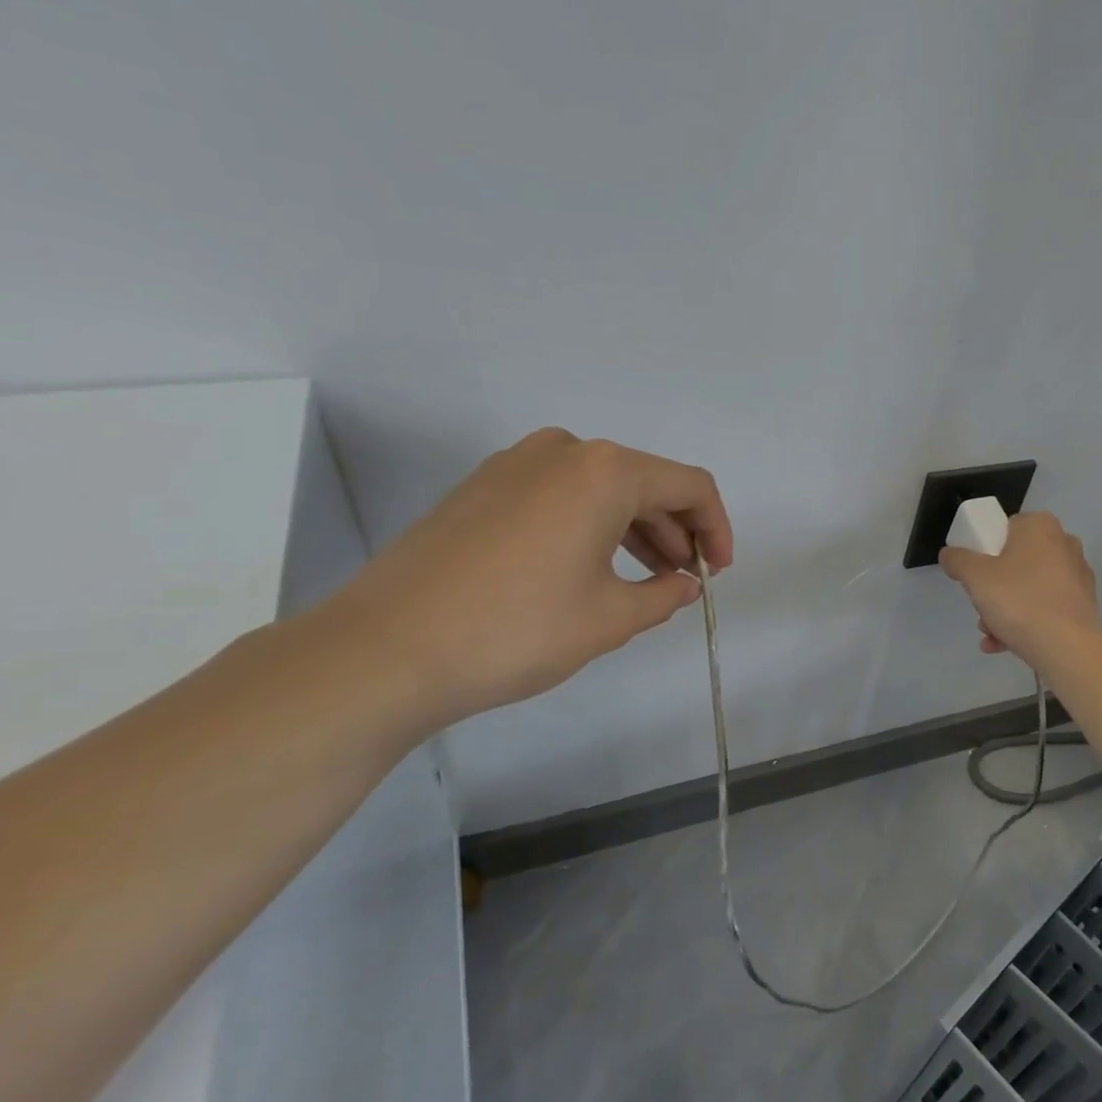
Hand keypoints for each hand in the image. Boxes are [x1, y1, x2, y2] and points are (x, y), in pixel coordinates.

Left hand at [326, 429, 732, 731]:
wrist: (385, 650)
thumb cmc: (518, 629)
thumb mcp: (610, 618)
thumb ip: (664, 595)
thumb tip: (685, 585)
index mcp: (605, 471)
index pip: (689, 486)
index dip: (716, 528)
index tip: (717, 573)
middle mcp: (563, 452)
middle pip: (644, 481)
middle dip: (675, 530)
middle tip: (683, 580)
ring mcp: (514, 465)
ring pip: (600, 489)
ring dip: (634, 529)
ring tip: (643, 580)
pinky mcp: (481, 488)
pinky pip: (559, 496)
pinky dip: (590, 526)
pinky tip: (590, 569)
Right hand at [938, 512, 1101, 670]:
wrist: (1067, 647)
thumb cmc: (1018, 600)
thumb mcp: (974, 576)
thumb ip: (957, 559)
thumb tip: (950, 554)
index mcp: (1040, 526)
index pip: (1004, 529)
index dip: (984, 551)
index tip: (974, 576)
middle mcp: (1064, 544)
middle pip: (1015, 562)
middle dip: (993, 588)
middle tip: (981, 607)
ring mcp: (1077, 575)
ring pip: (1028, 588)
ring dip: (1004, 610)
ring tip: (990, 634)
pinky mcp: (1083, 605)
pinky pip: (1045, 608)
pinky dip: (1024, 622)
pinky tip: (1003, 644)